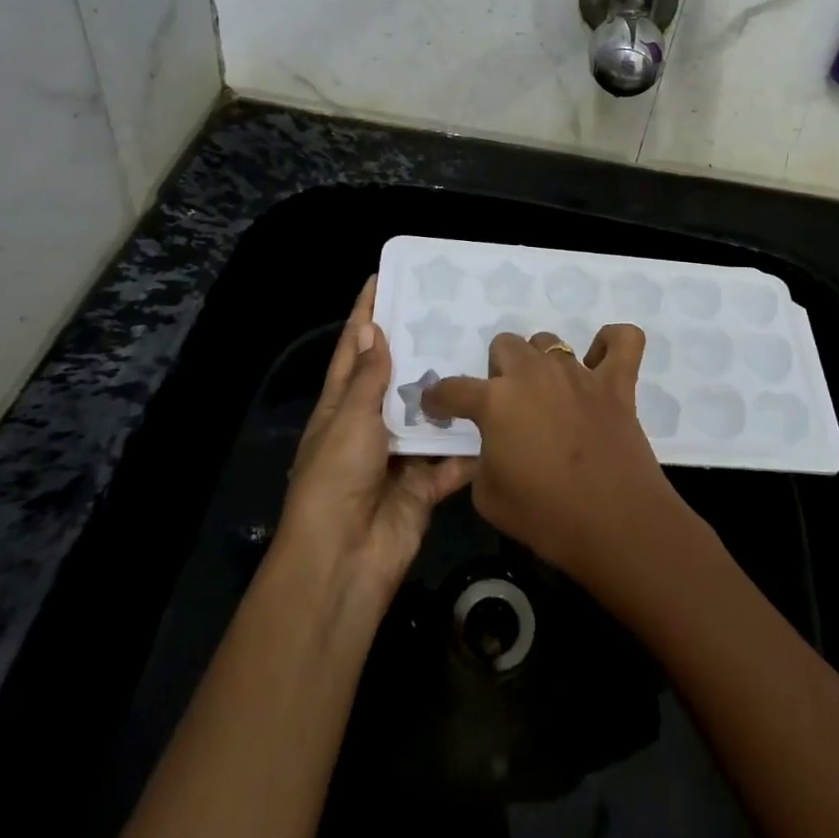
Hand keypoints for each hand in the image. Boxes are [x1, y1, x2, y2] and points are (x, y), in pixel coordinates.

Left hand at [277, 277, 474, 603]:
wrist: (346, 560)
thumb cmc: (337, 478)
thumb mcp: (349, 419)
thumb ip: (368, 377)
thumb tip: (372, 328)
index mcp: (341, 407)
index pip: (354, 349)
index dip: (365, 313)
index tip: (383, 278)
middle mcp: (371, 425)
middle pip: (398, 377)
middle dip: (421, 347)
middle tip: (453, 311)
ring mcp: (400, 454)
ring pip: (432, 414)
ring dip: (452, 391)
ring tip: (485, 350)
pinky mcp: (427, 483)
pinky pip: (454, 457)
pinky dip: (473, 444)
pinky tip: (501, 414)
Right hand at [422, 325, 686, 590]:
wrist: (614, 524)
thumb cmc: (544, 516)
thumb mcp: (487, 496)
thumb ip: (481, 458)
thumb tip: (492, 444)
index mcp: (496, 400)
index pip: (453, 388)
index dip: (439, 399)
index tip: (438, 408)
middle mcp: (534, 374)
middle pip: (506, 346)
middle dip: (499, 371)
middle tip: (508, 405)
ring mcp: (578, 373)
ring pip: (550, 342)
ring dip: (541, 362)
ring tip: (548, 393)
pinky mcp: (617, 382)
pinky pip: (623, 340)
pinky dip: (612, 343)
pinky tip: (602, 361)